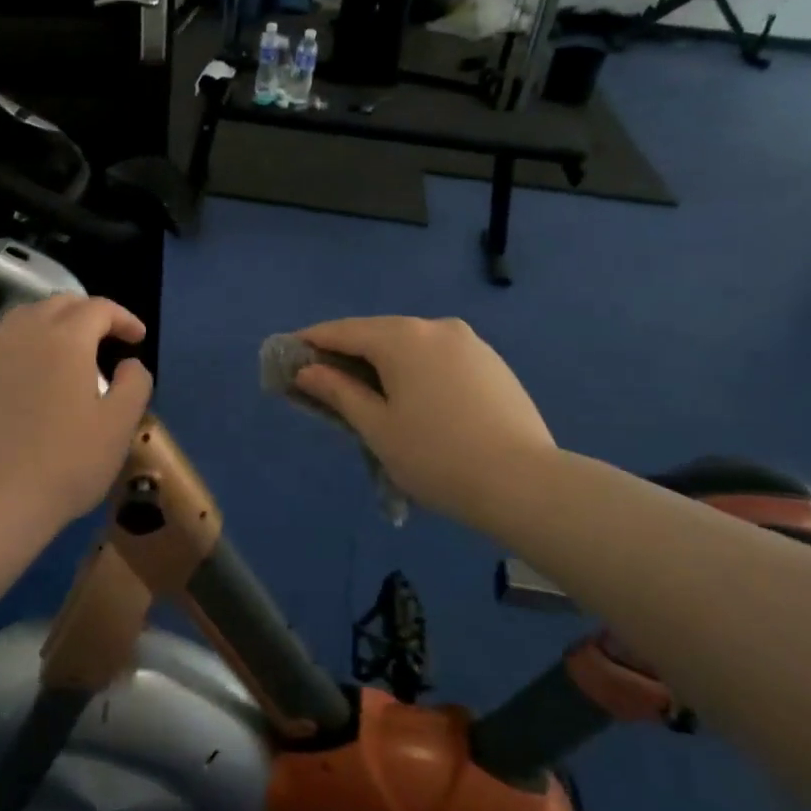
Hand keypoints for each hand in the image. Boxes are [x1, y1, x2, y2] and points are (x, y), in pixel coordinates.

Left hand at [0, 296, 153, 534]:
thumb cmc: (66, 463)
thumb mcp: (119, 426)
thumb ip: (134, 383)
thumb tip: (130, 363)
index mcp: (65, 339)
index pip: (99, 308)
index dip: (124, 318)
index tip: (137, 339)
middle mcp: (24, 332)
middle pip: (60, 304)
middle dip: (89, 314)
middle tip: (107, 340)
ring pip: (26, 316)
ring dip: (54, 323)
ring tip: (69, 351)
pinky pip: (2, 340)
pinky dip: (25, 341)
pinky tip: (32, 370)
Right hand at [292, 316, 554, 530]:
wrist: (524, 483)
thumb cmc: (436, 457)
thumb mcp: (376, 427)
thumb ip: (338, 392)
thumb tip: (307, 370)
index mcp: (403, 338)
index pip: (343, 331)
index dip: (311, 341)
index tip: (286, 352)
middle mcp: (436, 327)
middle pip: (378, 333)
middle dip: (347, 351)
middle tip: (322, 377)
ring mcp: (470, 342)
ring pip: (411, 344)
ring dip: (383, 360)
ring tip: (366, 390)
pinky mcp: (491, 362)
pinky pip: (438, 356)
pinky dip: (414, 368)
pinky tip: (412, 396)